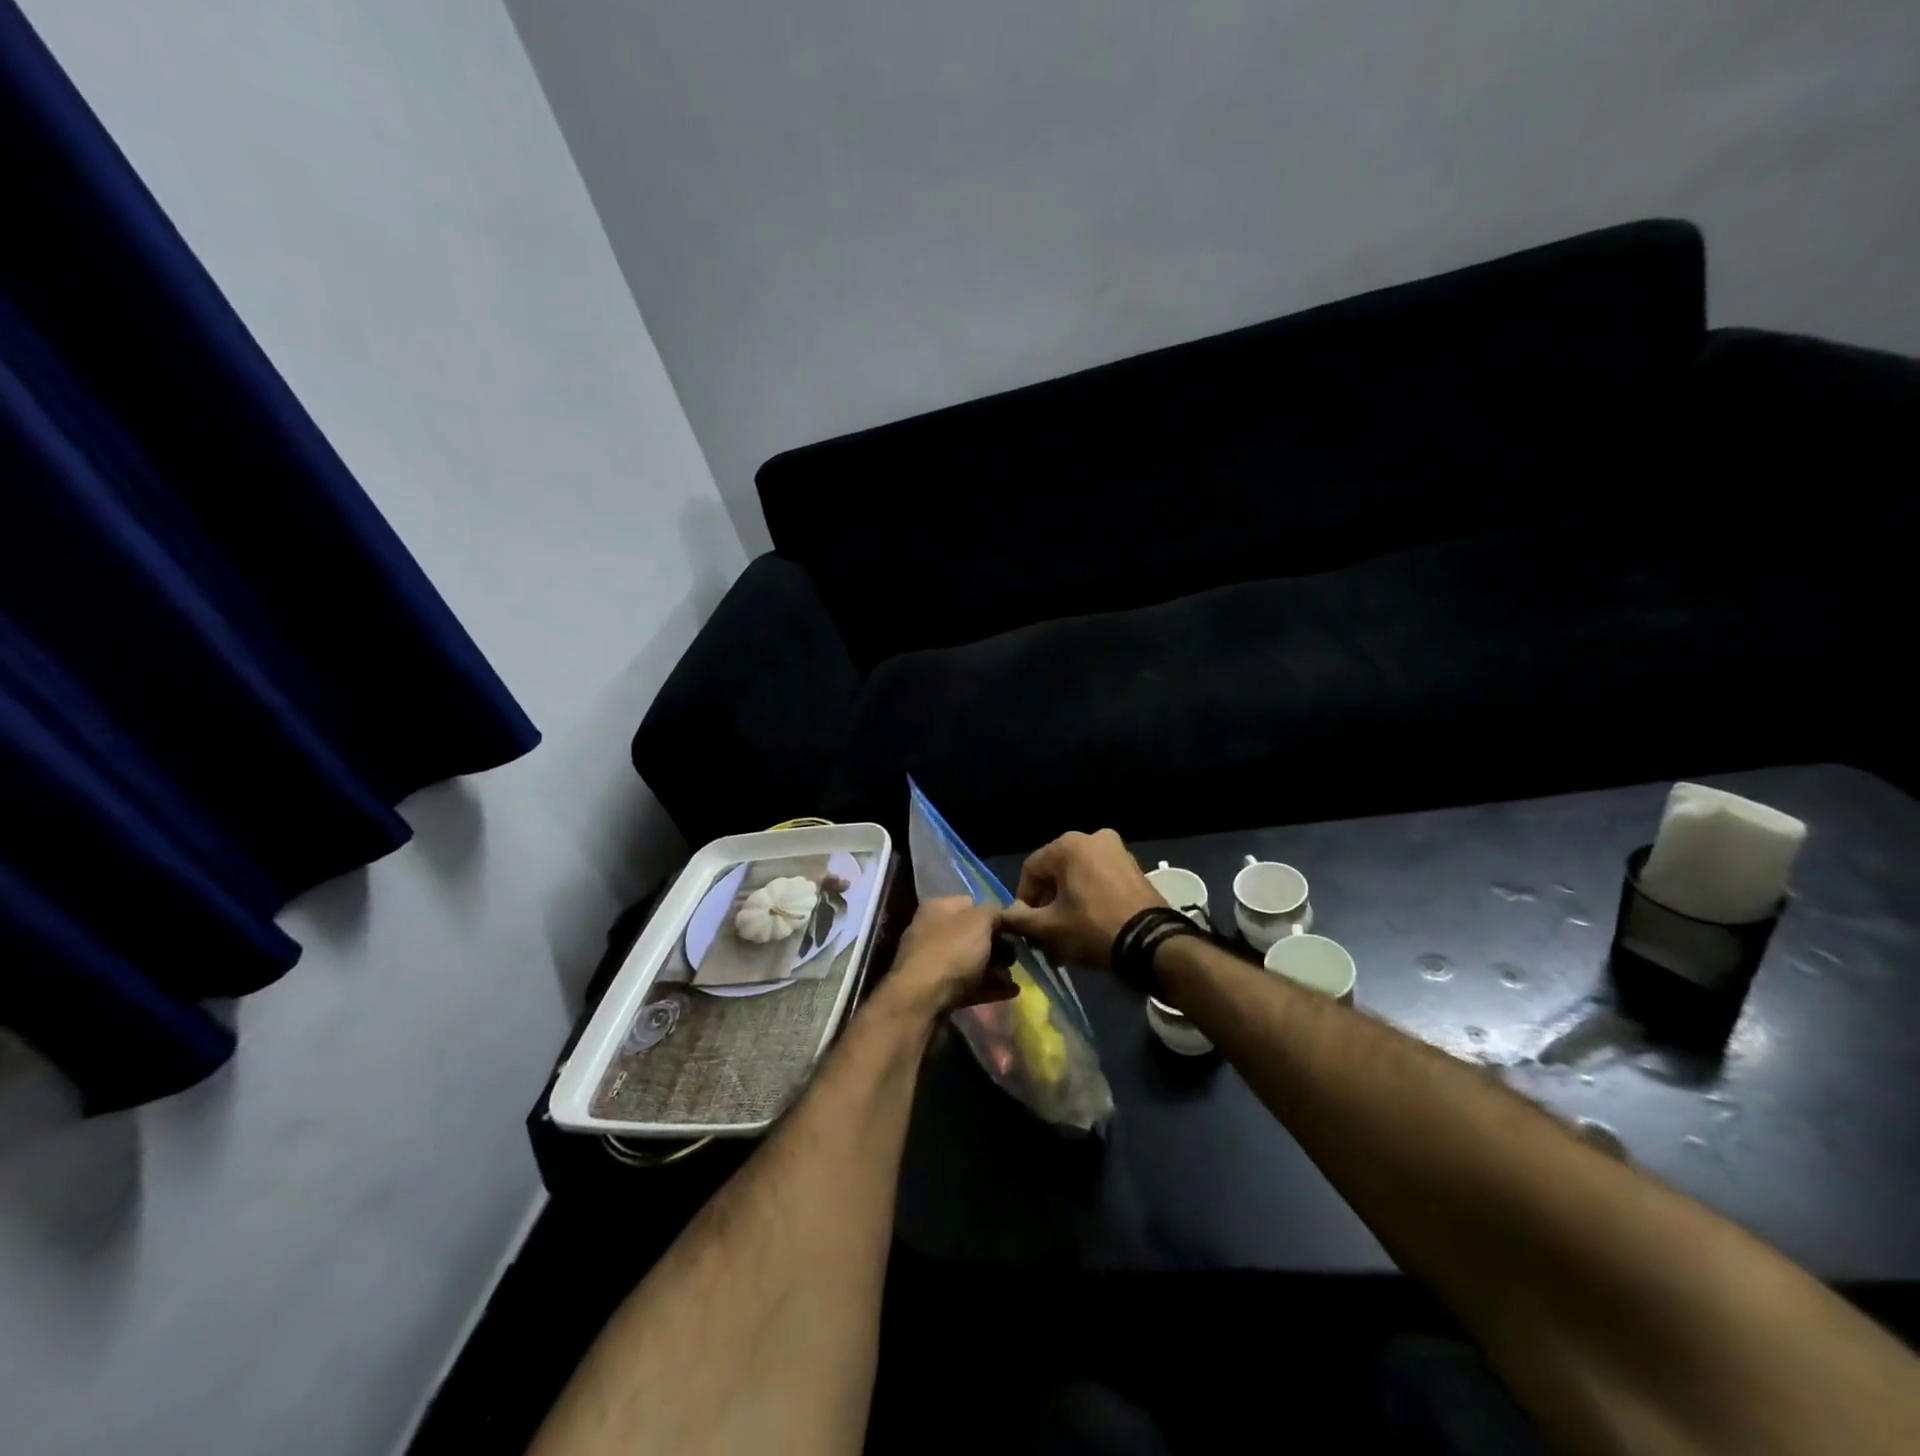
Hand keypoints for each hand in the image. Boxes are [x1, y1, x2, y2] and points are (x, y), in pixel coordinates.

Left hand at [882, 896, 1017, 1015]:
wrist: (921, 1000)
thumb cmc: (951, 951)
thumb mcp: (980, 921)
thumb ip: (996, 912)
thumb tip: (1005, 913)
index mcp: (938, 908)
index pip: (972, 903)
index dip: (995, 914)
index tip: (1015, 928)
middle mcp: (931, 931)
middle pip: (972, 935)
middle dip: (998, 946)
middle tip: (1016, 957)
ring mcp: (932, 962)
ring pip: (971, 961)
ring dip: (995, 968)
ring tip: (1015, 977)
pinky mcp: (936, 990)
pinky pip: (968, 984)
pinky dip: (989, 987)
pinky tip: (1011, 992)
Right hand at [996, 829, 1161, 968]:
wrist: (1152, 944)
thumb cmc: (1093, 928)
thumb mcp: (1049, 928)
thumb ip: (1020, 919)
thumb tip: (1005, 915)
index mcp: (1069, 844)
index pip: (1031, 870)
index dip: (1024, 901)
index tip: (1026, 928)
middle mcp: (1093, 838)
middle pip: (1056, 874)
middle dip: (1048, 906)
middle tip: (1046, 936)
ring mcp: (1118, 851)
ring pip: (1078, 879)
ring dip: (1068, 906)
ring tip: (1066, 938)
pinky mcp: (1134, 868)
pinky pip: (1100, 881)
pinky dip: (1090, 901)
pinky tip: (1088, 928)